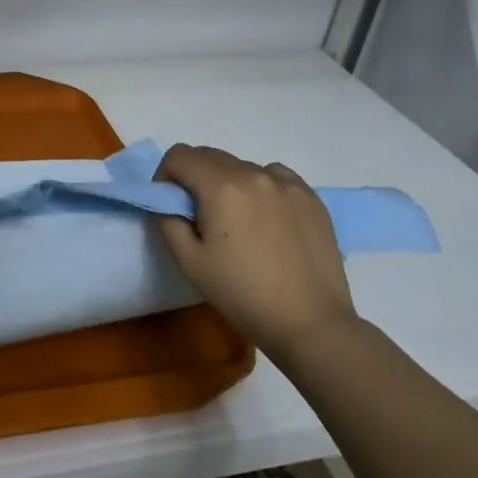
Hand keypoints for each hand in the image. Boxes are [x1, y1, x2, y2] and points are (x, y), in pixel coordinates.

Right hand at [155, 145, 357, 360]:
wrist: (310, 322)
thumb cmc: (242, 294)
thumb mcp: (188, 262)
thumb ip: (167, 220)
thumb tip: (167, 201)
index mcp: (221, 187)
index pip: (179, 155)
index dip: (166, 176)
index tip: (171, 205)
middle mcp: (255, 174)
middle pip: (210, 155)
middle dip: (194, 177)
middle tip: (199, 216)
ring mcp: (287, 183)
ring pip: (242, 165)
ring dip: (227, 182)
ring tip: (237, 221)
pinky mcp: (311, 197)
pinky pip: (274, 176)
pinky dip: (260, 186)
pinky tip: (266, 219)